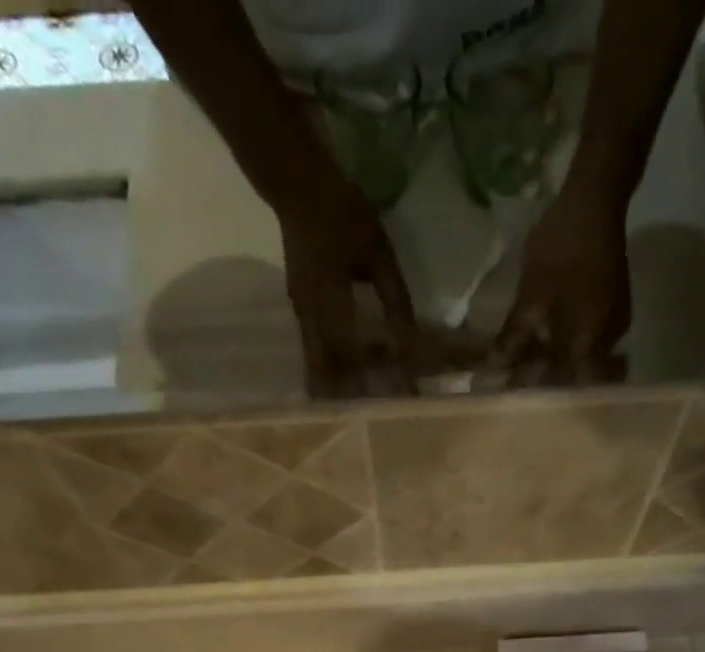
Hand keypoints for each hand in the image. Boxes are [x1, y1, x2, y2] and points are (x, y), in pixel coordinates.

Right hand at [277, 171, 418, 398]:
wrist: (295, 185)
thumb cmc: (341, 212)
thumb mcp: (377, 252)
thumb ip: (393, 298)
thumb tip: (408, 339)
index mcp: (331, 303)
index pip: (355, 355)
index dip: (377, 379)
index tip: (398, 396)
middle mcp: (311, 317)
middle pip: (329, 372)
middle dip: (350, 396)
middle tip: (374, 414)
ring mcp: (301, 315)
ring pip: (318, 364)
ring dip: (339, 385)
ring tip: (361, 402)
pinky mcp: (300, 310)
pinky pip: (315, 350)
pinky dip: (331, 367)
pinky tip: (348, 374)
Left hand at [496, 182, 632, 386]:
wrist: (595, 197)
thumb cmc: (562, 248)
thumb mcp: (531, 295)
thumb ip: (515, 336)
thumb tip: (495, 367)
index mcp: (590, 343)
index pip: (566, 387)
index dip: (541, 396)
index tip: (516, 401)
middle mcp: (608, 341)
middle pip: (575, 376)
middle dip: (548, 383)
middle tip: (518, 386)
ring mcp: (613, 324)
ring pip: (581, 357)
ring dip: (555, 365)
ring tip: (525, 368)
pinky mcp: (611, 307)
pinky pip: (586, 339)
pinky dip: (565, 346)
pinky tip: (544, 343)